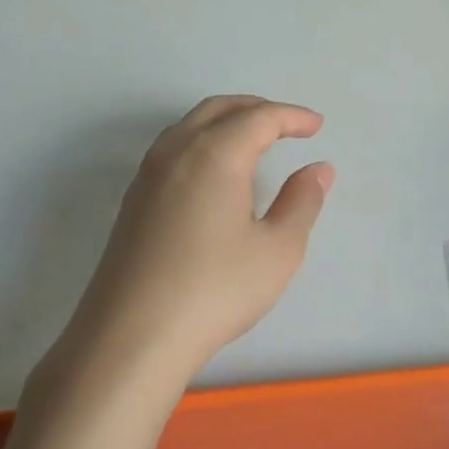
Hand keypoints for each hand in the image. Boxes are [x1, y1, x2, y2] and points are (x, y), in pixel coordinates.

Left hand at [52, 95, 333, 396]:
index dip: (292, 117)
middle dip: (257, 109)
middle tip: (288, 124)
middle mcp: (176, 152)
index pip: (259, 118)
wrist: (130, 338)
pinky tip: (214, 174)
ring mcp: (147, 177)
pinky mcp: (132, 203)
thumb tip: (318, 169)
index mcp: (215, 154)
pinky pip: (172, 149)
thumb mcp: (278, 249)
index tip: (317, 126)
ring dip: (225, 121)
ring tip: (254, 141)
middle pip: (218, 110)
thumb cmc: (215, 290)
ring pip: (189, 126)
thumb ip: (302, 202)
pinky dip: (202, 142)